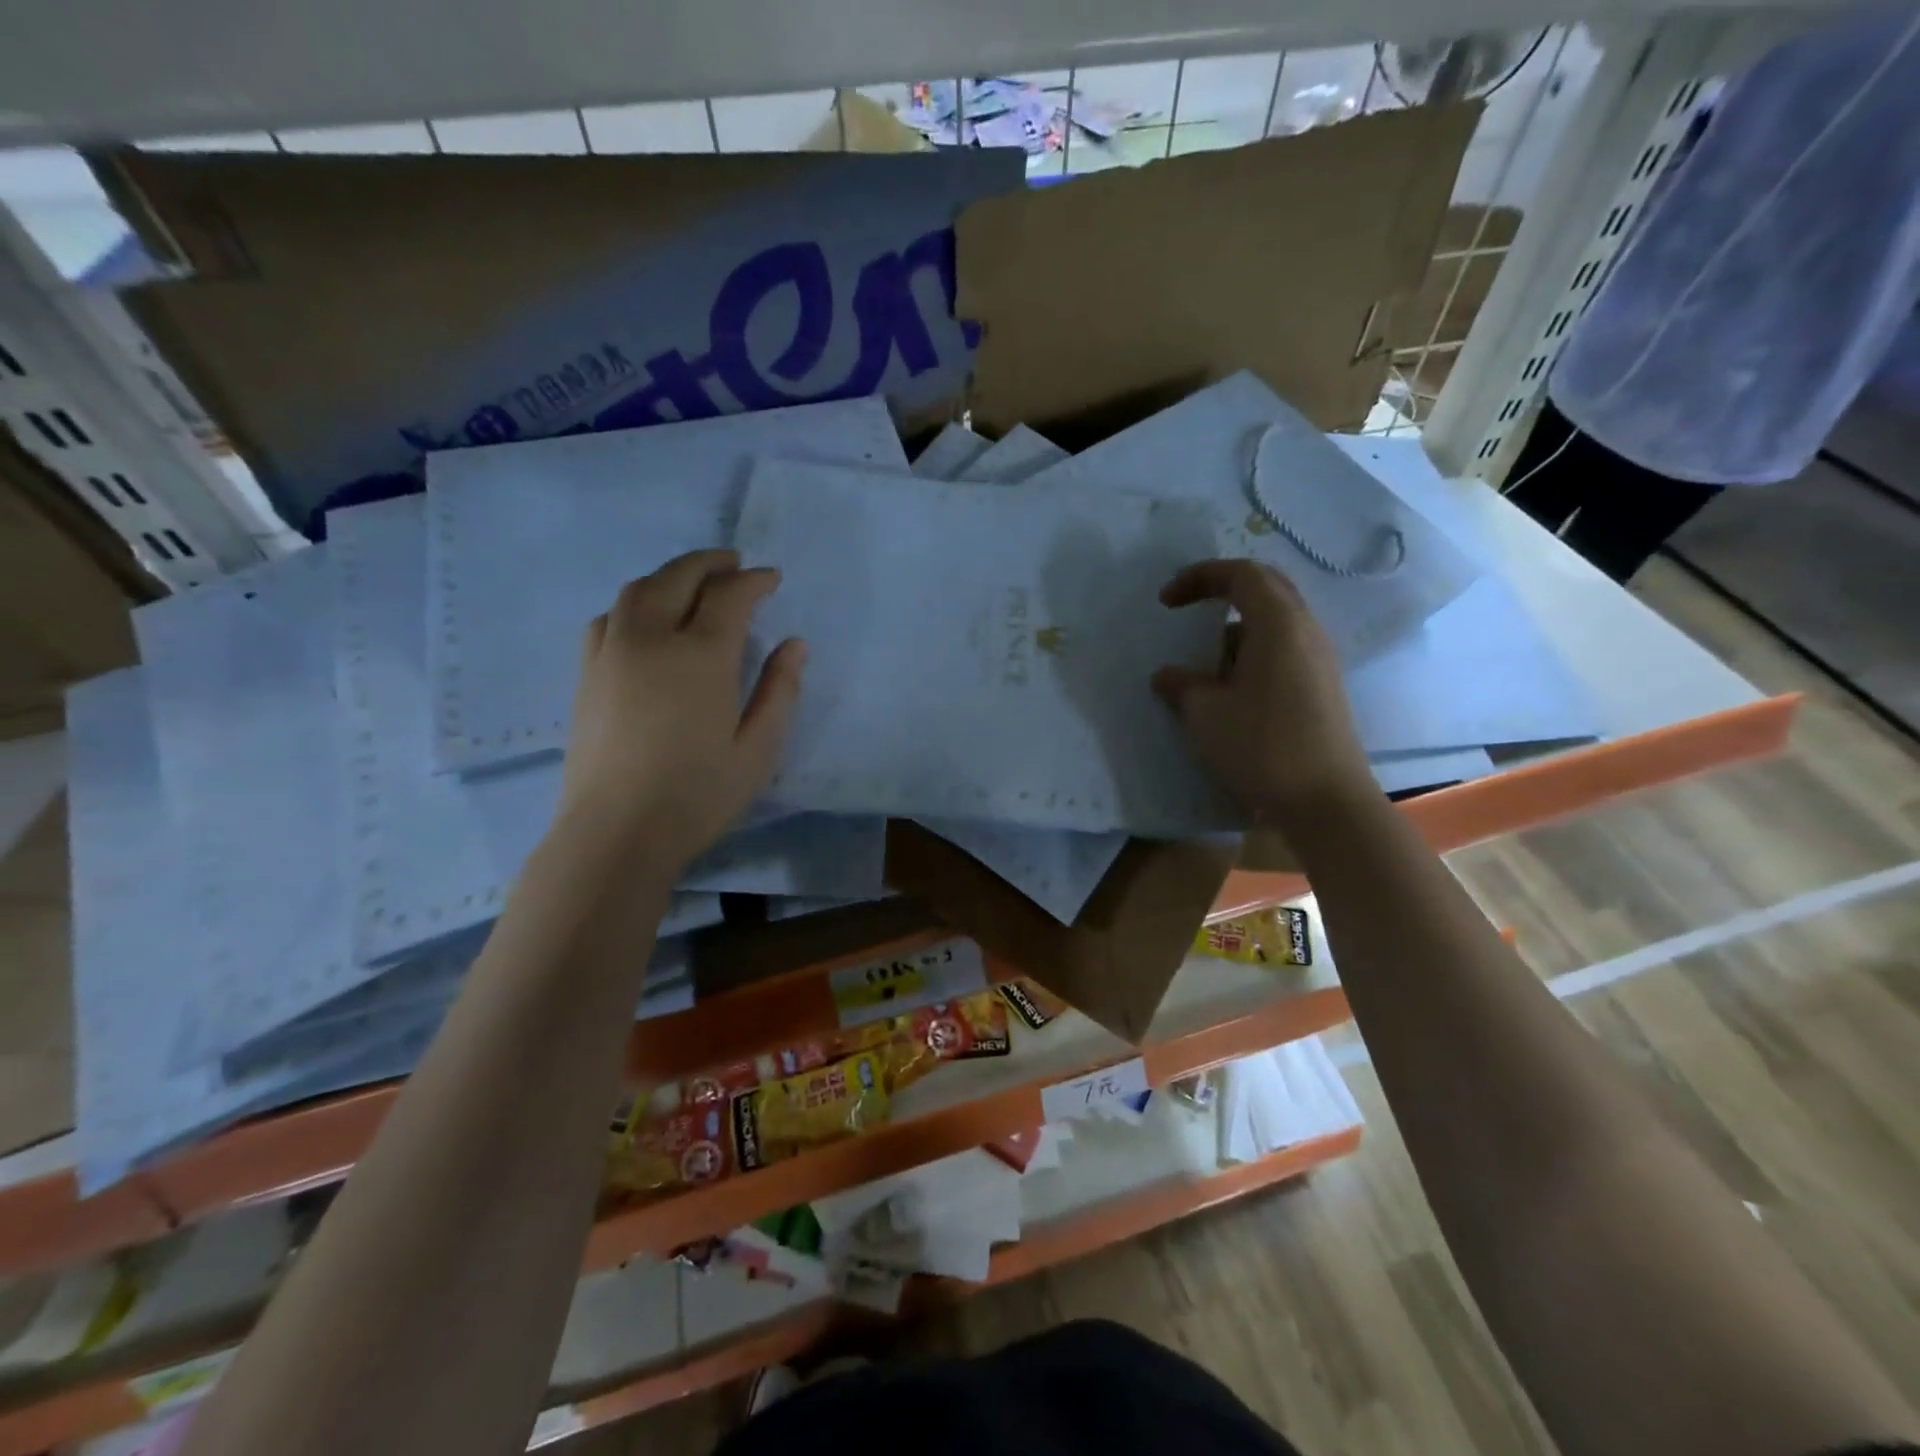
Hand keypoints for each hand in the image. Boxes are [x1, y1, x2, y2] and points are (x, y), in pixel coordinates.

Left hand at [558, 550, 803, 873]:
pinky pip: (610, 617)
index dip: (754, 581)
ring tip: (693, 583)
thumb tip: (795, 645)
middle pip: (678, 577)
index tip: (772, 578)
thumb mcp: (758, 749)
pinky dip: (635, 603)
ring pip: (638, 590)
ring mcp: (612, 652)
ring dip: (670, 575)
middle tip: (734, 564)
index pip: (729, 596)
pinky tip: (646, 620)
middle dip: (710, 563)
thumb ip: (780, 691)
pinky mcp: (586, 673)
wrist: (616, 832)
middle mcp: (652, 639)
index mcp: (701, 656)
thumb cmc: (698, 794)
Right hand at [1152, 559, 1375, 830]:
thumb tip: (1166, 675)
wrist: (1325, 801)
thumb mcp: (1205, 713)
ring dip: (1236, 631)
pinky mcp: (1322, 686)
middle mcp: (1306, 630)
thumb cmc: (1261, 746)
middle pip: (1266, 588)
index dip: (1199, 577)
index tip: (1166, 602)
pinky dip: (1251, 655)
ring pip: (1275, 623)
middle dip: (1222, 592)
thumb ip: (1181, 685)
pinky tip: (1230, 689)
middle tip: (1188, 610)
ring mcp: (1319, 659)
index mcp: (1279, 624)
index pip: (1241, 574)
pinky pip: (1283, 650)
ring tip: (1204, 662)